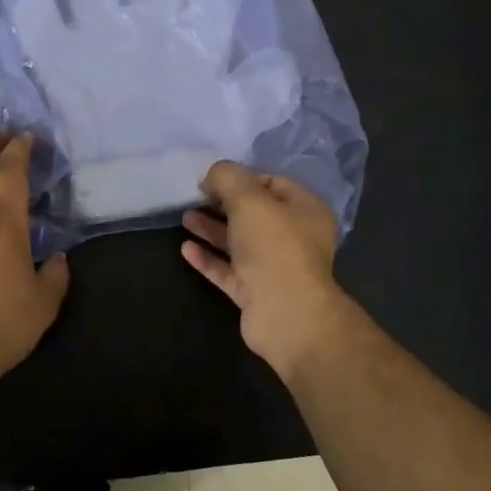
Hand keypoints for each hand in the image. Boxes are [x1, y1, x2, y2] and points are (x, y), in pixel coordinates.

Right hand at [181, 161, 353, 378]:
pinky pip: (228, 269)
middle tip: (196, 197)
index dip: (242, 178)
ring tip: (185, 218)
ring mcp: (274, 267)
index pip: (272, 183)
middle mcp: (294, 237)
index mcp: (305, 210)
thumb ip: (227, 178)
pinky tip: (186, 249)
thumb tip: (212, 177)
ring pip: (239, 242)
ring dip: (212, 229)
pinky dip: (208, 258)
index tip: (213, 180)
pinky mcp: (255, 292)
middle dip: (223, 204)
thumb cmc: (274, 246)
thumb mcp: (248, 199)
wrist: (286, 314)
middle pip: (254, 213)